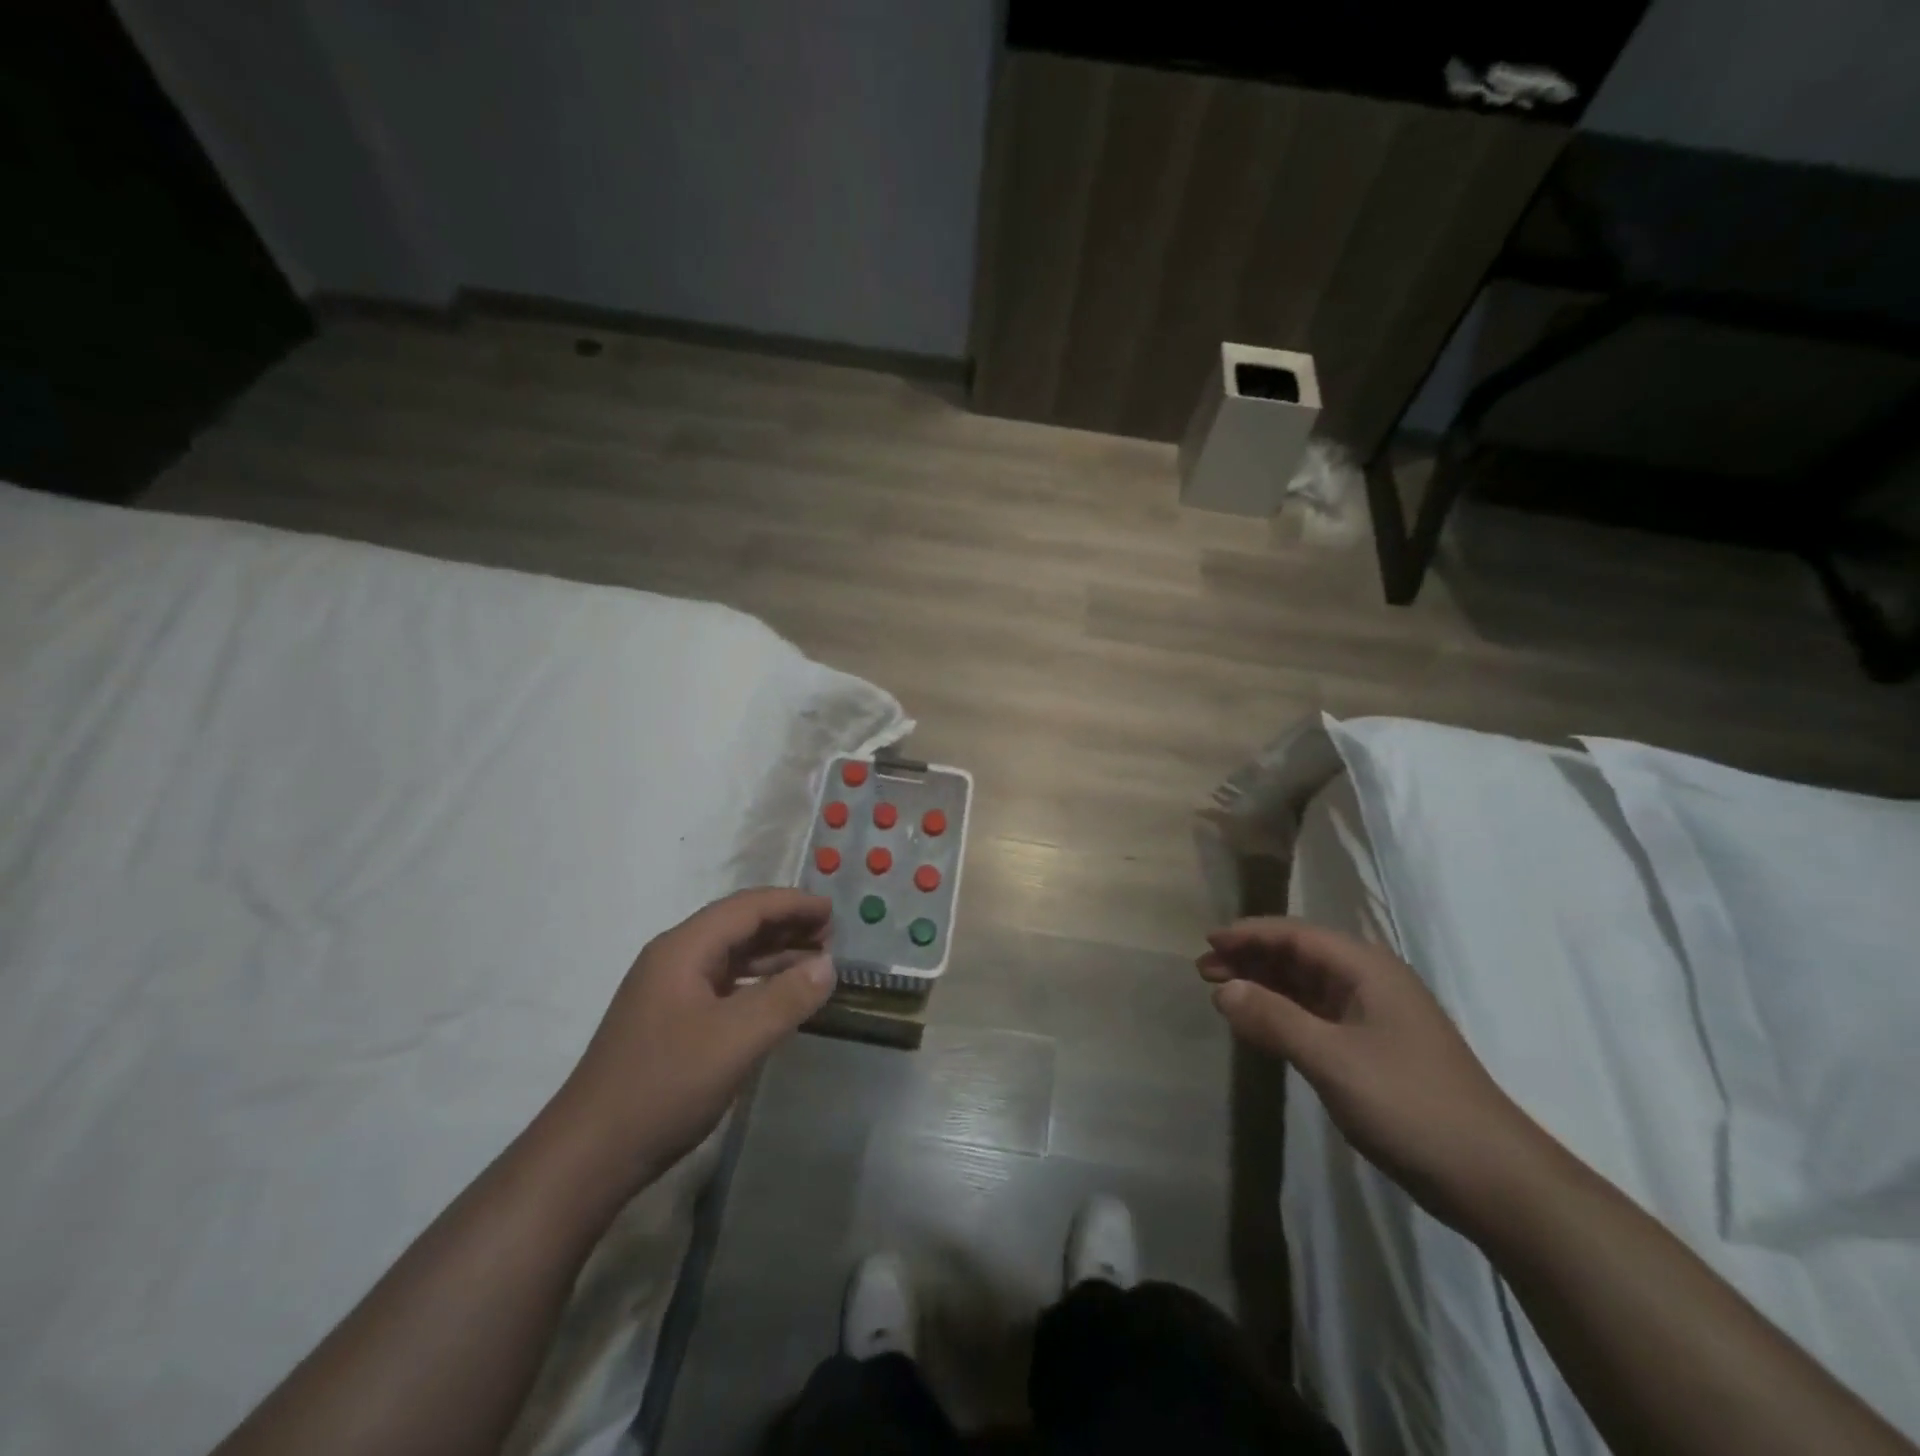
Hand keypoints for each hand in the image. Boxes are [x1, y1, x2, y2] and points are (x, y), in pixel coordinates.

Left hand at [556, 888, 836, 1184]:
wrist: (589, 1155)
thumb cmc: (664, 1086)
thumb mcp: (736, 1040)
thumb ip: (786, 997)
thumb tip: (829, 965)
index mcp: (683, 949)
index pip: (747, 908)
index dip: (793, 903)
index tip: (834, 910)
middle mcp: (674, 960)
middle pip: (738, 926)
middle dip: (786, 925)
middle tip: (832, 935)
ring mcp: (669, 992)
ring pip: (731, 956)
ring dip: (774, 954)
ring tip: (817, 961)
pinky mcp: (670, 1022)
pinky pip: (724, 985)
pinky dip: (757, 983)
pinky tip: (779, 998)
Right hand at [1199, 917, 1542, 1225]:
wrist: (1491, 1177)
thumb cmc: (1409, 1104)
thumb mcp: (1332, 1059)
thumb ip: (1274, 1020)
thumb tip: (1224, 990)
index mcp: (1367, 969)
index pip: (1296, 935)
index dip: (1249, 934)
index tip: (1208, 942)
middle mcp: (1370, 982)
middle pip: (1299, 955)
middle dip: (1251, 958)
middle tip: (1205, 971)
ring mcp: (1374, 1017)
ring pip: (1307, 986)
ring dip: (1264, 985)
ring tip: (1223, 994)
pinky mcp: (1374, 1049)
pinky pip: (1317, 1015)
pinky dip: (1284, 1013)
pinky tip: (1261, 1025)